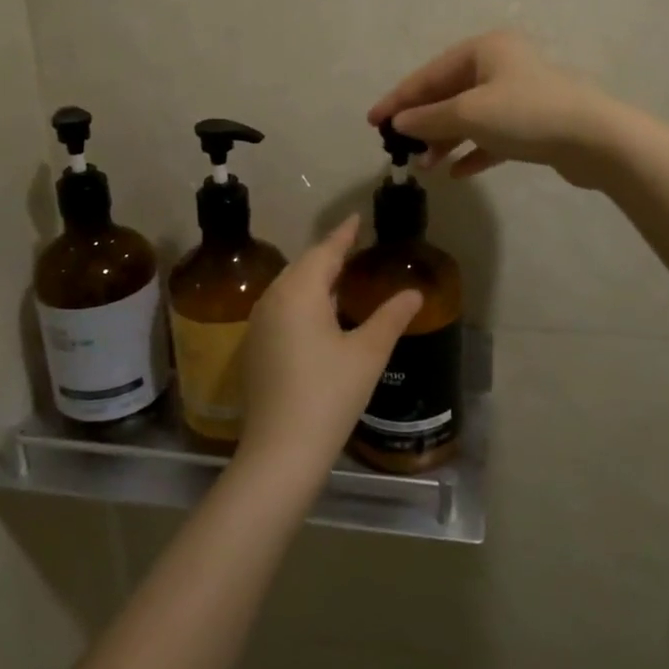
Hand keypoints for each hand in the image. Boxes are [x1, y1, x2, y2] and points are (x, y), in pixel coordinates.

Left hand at [237, 216, 421, 479]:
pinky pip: (280, 307)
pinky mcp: (255, 347)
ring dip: (313, 277)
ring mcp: (259, 324)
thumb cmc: (329, 394)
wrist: (281, 451)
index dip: (343, 234)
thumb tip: (413, 293)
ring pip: (289, 286)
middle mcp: (272, 299)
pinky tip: (318, 313)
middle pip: (303, 265)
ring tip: (338, 274)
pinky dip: (301, 299)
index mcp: (299, 291)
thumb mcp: (367, 353)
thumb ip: (391, 317)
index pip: (325, 251)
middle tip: (352, 245)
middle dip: (328, 253)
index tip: (356, 218)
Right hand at [368, 30, 619, 187]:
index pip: (430, 73)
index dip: (399, 99)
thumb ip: (429, 119)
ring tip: (425, 166)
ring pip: (470, 117)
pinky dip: (474, 150)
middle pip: (449, 94)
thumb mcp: (469, 114)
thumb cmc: (525, 114)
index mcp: (485, 49)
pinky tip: (458, 172)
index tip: (372, 122)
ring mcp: (519, 94)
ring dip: (445, 140)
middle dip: (423, 123)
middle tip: (399, 148)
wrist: (595, 139)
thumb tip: (399, 123)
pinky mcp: (533, 123)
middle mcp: (501, 65)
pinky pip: (493, 135)